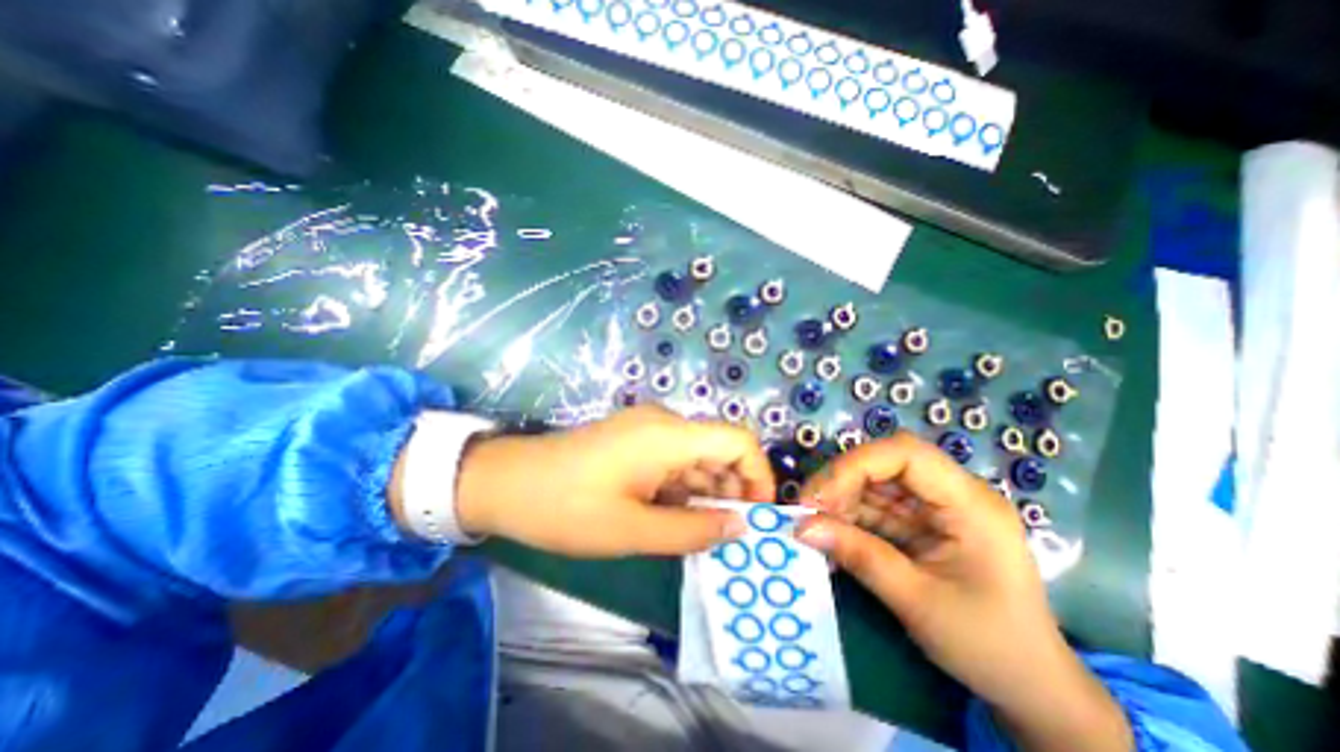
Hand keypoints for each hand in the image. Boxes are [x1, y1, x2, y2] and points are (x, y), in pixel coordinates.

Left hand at [455, 404, 767, 557]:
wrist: (505, 482)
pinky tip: (673, 517)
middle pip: (719, 449)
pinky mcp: (634, 439)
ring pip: (697, 457)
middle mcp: (665, 422)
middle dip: (731, 491)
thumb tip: (741, 527)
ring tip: (699, 534)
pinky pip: (674, 460)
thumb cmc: (566, 508)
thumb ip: (693, 531)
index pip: (738, 440)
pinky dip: (683, 488)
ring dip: (706, 493)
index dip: (758, 475)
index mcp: (668, 435)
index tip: (755, 516)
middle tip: (726, 537)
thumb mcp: (633, 530)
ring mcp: (648, 428)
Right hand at [793, 432, 1129, 751]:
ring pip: (875, 482)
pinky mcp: (921, 522)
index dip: (856, 464)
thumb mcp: (917, 602)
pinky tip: (830, 533)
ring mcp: (936, 507)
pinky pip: (876, 506)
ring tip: (814, 524)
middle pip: (885, 463)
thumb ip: (859, 556)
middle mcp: (953, 494)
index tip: (819, 496)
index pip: (906, 454)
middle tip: (807, 510)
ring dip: (840, 499)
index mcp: (970, 504)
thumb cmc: (988, 646)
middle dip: (841, 481)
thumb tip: (802, 527)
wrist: (1031, 688)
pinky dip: (849, 517)